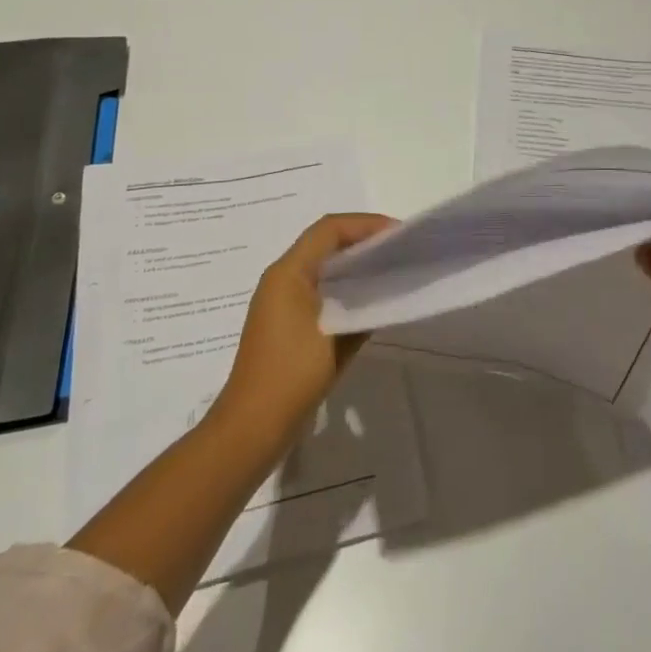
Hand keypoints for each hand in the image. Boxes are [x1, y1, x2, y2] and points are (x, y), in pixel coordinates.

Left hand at [215, 213, 395, 439]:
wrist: (252, 427)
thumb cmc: (292, 375)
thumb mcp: (337, 339)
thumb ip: (364, 310)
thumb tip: (383, 293)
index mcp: (289, 273)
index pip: (329, 229)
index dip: (365, 225)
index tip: (398, 234)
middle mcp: (281, 278)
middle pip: (324, 242)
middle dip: (362, 240)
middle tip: (398, 249)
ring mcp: (279, 300)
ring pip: (321, 264)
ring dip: (353, 262)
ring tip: (388, 269)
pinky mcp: (284, 321)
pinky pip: (317, 287)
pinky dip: (343, 285)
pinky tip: (366, 300)